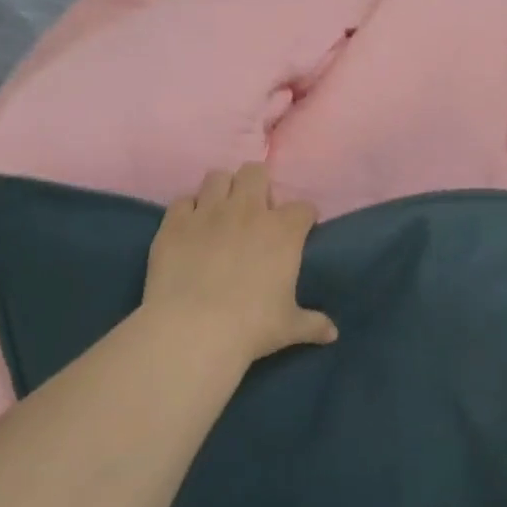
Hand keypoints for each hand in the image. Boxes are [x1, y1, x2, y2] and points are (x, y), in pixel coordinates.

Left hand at [141, 162, 337, 364]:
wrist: (193, 330)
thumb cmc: (251, 327)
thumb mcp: (289, 327)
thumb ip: (313, 324)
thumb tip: (332, 333)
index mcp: (283, 231)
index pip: (303, 208)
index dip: (304, 217)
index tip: (301, 229)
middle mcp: (247, 210)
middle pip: (256, 173)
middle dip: (260, 185)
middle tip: (257, 211)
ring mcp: (207, 213)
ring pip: (217, 177)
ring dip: (223, 189)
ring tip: (223, 211)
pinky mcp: (174, 223)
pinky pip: (183, 200)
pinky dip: (190, 209)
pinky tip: (192, 226)